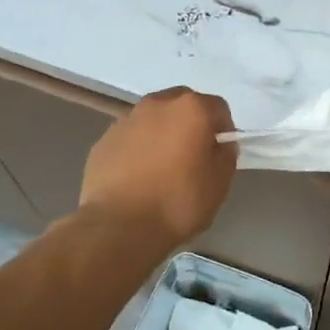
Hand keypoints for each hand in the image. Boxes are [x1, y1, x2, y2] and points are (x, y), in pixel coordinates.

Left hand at [81, 87, 236, 242]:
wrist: (118, 225)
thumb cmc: (177, 202)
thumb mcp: (218, 184)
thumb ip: (225, 156)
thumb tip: (220, 145)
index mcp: (191, 109)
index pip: (218, 107)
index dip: (224, 130)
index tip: (219, 154)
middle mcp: (158, 104)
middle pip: (183, 104)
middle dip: (191, 123)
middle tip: (192, 154)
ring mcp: (127, 119)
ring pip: (154, 118)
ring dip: (162, 132)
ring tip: (161, 167)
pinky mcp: (104, 139)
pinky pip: (130, 136)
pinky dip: (138, 147)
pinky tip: (137, 176)